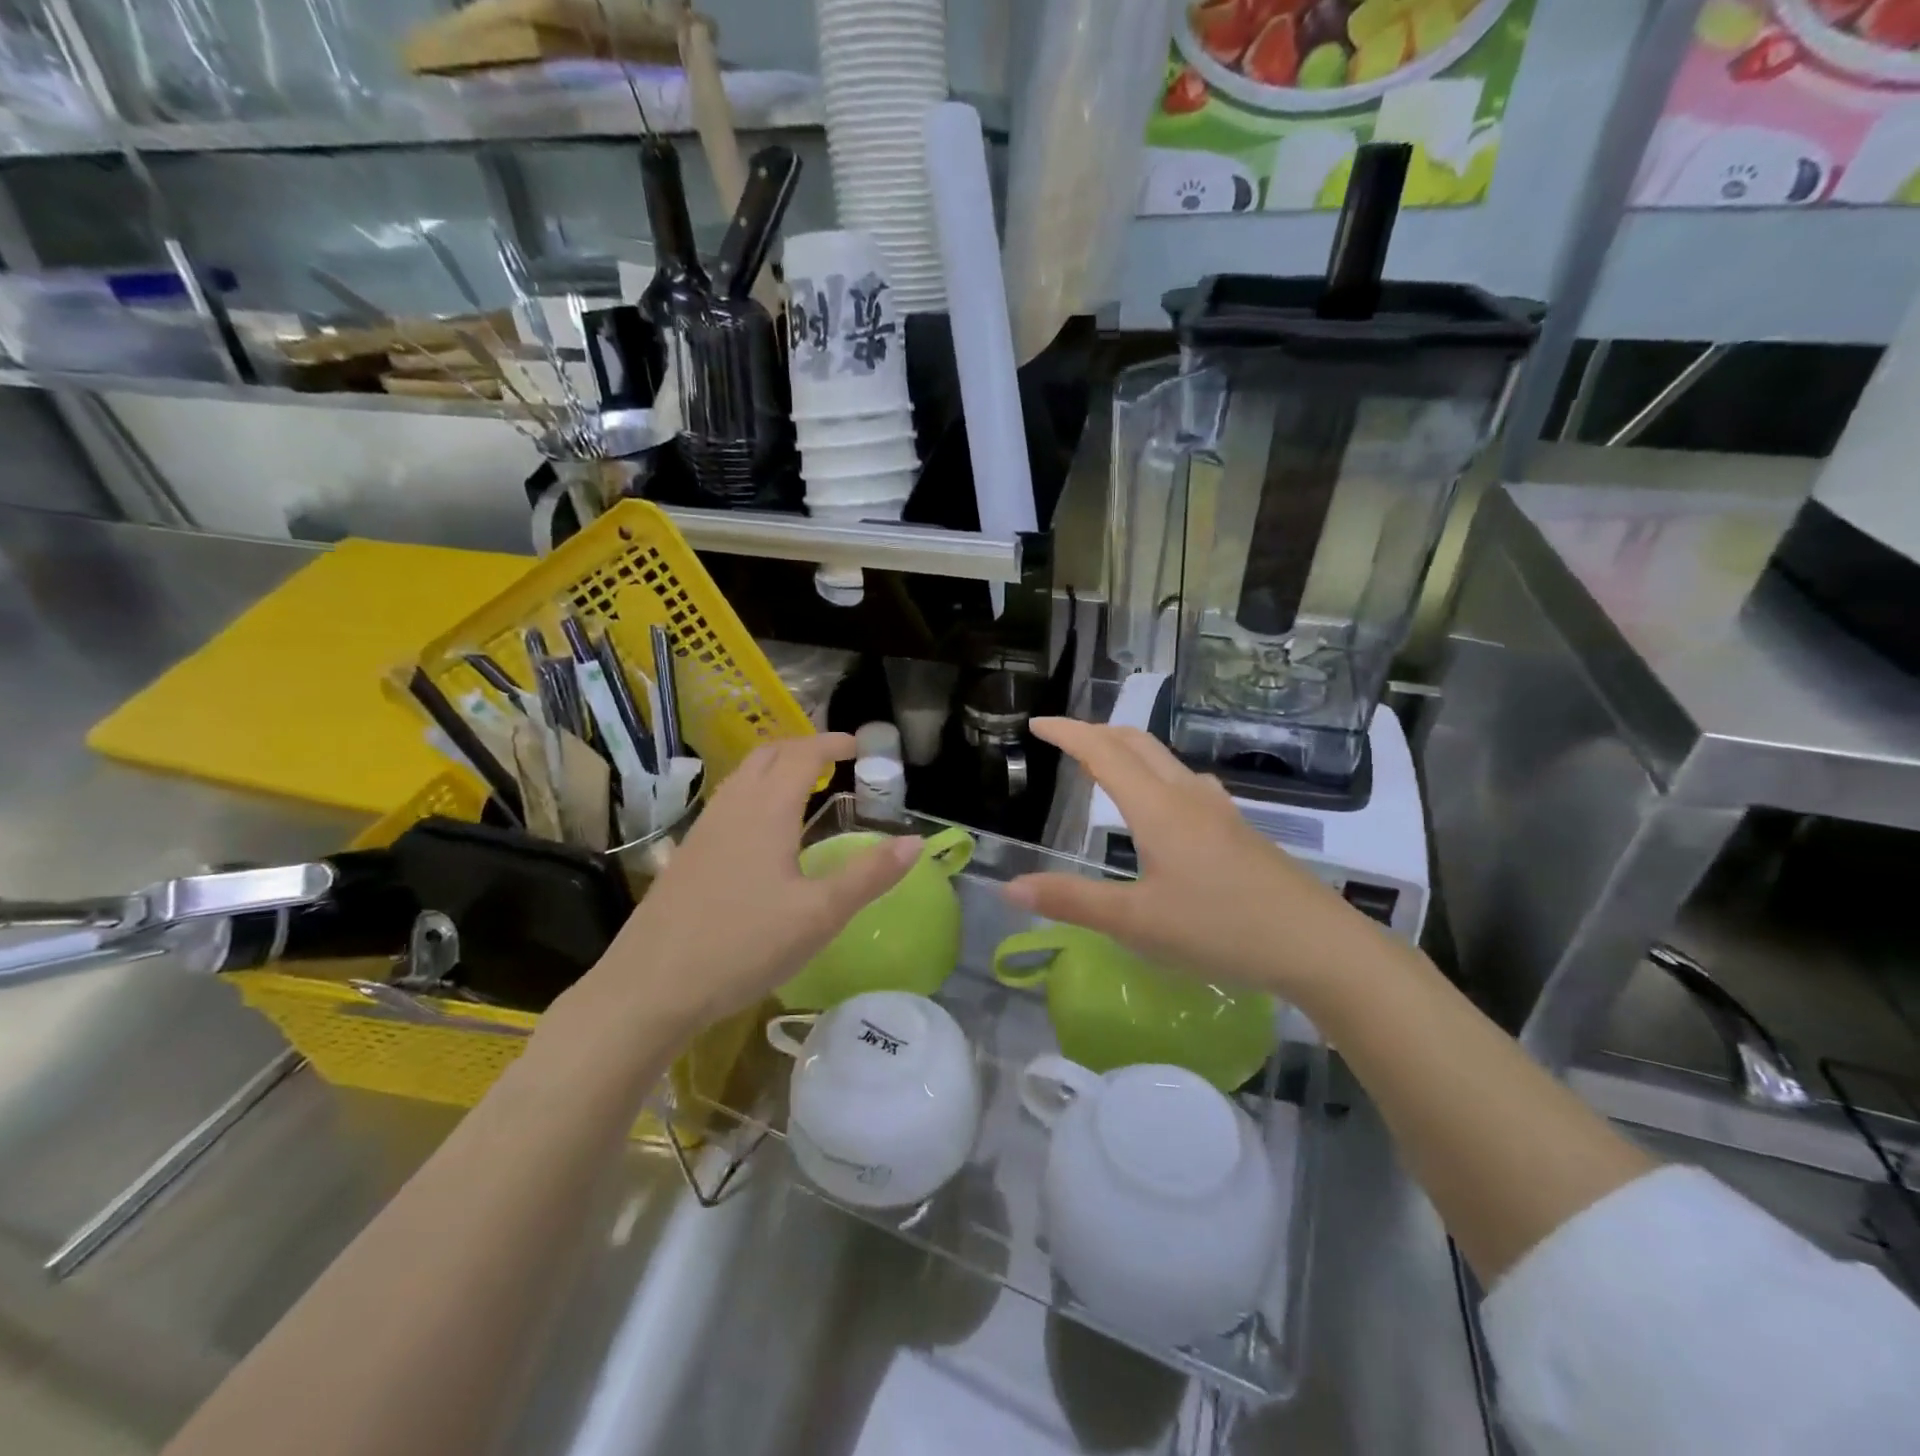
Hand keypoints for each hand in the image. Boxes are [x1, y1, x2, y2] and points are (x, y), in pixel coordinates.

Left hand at [573, 734, 920, 1033]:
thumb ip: (870, 876)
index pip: (803, 755)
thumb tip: (916, 842)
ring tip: (804, 786)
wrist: (651, 986)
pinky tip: (763, 831)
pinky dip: (756, 792)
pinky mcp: (688, 855)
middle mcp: (733, 807)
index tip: (859, 745)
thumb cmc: (744, 945)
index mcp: (767, 810)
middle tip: (835, 759)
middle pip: (768, 755)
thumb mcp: (820, 915)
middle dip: (804, 747)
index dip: (832, 743)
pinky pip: (728, 802)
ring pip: (743, 777)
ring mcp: (704, 829)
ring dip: (776, 767)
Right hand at [1003, 719, 1374, 1005]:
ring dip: (1127, 749)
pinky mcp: (1238, 829)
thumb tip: (1009, 887)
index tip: (1038, 723)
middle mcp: (1187, 795)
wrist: (1318, 944)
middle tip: (1064, 738)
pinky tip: (1163, 803)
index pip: (1103, 752)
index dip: (1068, 732)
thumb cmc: (1220, 929)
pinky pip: (1186, 781)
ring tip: (1104, 764)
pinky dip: (1155, 773)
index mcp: (1157, 808)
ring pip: (1164, 759)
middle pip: (1137, 742)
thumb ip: (1072, 902)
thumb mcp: (1136, 923)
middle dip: (1096, 731)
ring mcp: (1219, 809)